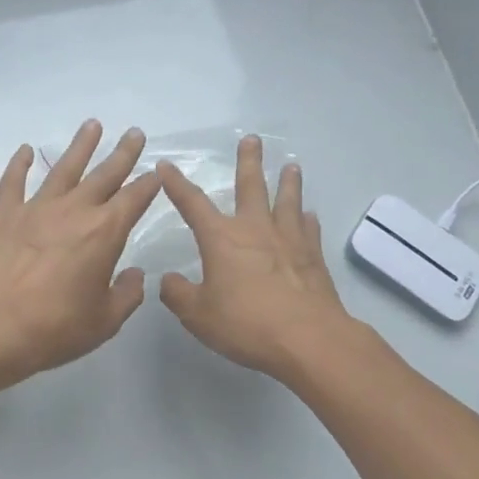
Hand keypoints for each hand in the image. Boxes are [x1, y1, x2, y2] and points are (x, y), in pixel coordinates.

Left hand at [0, 121, 161, 390]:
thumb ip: (126, 294)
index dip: (149, 183)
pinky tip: (24, 150)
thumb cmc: (55, 328)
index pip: (134, 198)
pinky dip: (18, 164)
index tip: (158, 170)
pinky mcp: (3, 215)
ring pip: (63, 168)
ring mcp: (36, 208)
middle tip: (135, 133)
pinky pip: (13, 181)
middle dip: (123, 153)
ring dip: (80, 146)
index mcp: (105, 232)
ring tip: (92, 125)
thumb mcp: (104, 321)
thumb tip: (134, 274)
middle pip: (104, 174)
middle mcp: (74, 210)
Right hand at [157, 136, 356, 380]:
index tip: (166, 165)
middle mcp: (255, 230)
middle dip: (248, 162)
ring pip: (287, 202)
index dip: (176, 184)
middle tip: (251, 139)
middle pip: (251, 187)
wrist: (308, 339)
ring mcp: (289, 241)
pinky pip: (309, 230)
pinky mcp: (313, 258)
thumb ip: (178, 294)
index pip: (192, 204)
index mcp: (221, 239)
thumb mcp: (197, 315)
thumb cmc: (245, 324)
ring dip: (288, 183)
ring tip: (291, 167)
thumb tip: (168, 280)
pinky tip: (309, 215)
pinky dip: (307, 220)